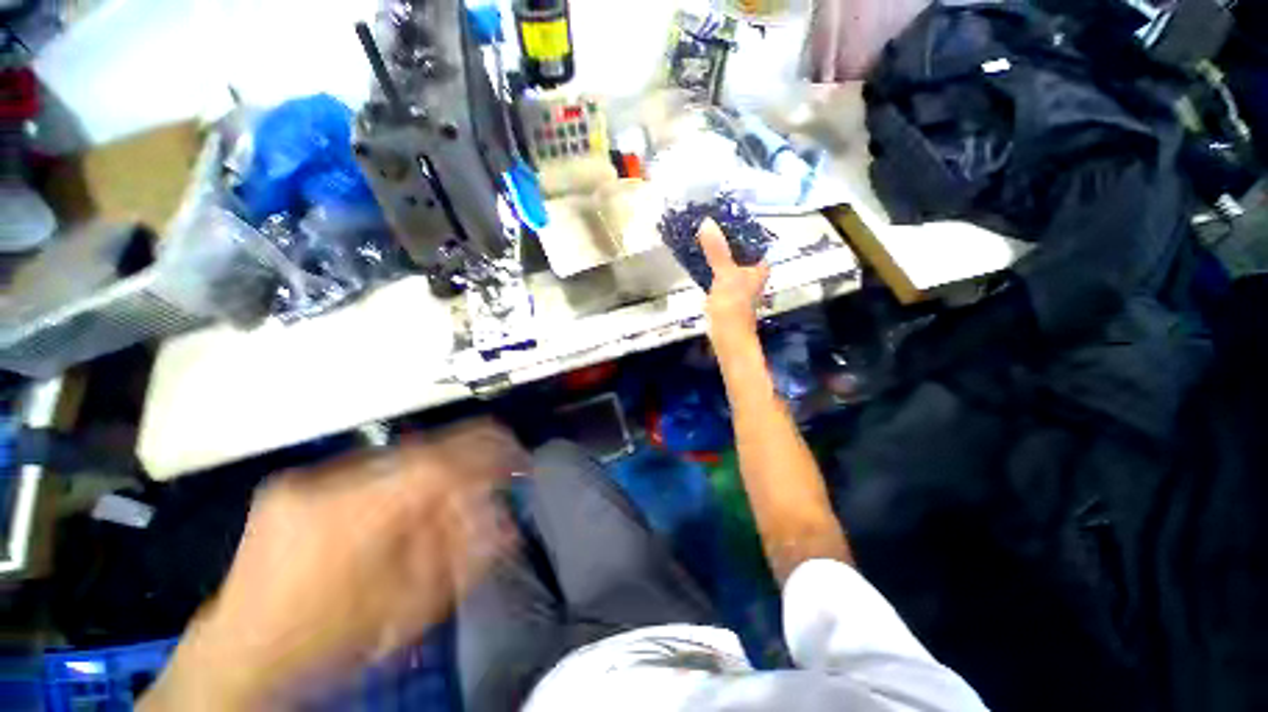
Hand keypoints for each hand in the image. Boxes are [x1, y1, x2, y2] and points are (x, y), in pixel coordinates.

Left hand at [142, 421, 528, 710]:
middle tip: (491, 476)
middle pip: (423, 452)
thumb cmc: (327, 645)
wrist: (238, 658)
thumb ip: (464, 557)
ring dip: (435, 471)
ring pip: (398, 456)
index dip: (489, 452)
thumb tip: (507, 518)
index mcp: (354, 516)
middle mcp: (326, 481)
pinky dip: (402, 478)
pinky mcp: (294, 481)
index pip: (442, 462)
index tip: (517, 457)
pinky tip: (404, 504)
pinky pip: (370, 466)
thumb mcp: (408, 611)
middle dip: (467, 461)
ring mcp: (304, 476)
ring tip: (450, 495)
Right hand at [699, 218, 769, 349]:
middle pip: (736, 246)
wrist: (727, 337)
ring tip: (697, 232)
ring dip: (714, 248)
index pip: (749, 236)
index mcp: (758, 264)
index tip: (717, 211)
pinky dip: (709, 261)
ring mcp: (737, 280)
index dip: (735, 223)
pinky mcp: (725, 289)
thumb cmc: (732, 306)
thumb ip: (717, 249)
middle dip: (721, 235)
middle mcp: (751, 270)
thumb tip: (707, 222)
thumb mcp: (725, 275)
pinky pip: (717, 268)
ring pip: (726, 258)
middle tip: (703, 220)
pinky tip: (697, 254)